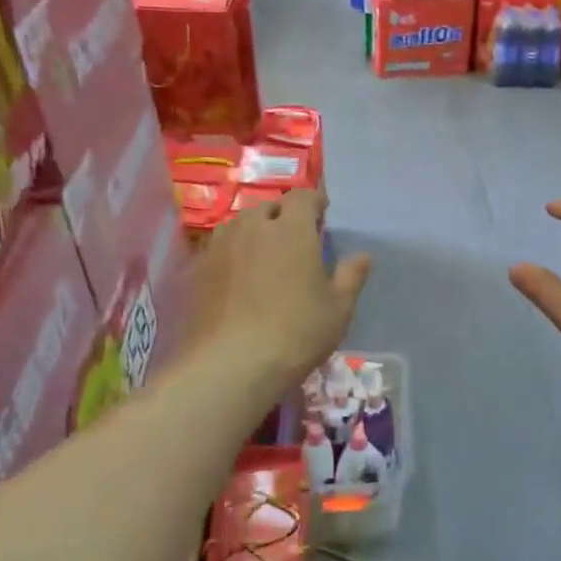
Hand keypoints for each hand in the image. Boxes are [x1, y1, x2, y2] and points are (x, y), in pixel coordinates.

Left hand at [187, 189, 370, 389]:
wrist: (233, 363)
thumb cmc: (298, 332)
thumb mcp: (339, 308)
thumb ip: (351, 276)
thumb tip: (362, 256)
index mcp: (292, 228)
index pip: (303, 196)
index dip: (314, 202)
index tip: (322, 216)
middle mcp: (253, 226)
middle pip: (269, 207)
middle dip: (284, 216)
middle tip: (296, 240)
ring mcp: (220, 246)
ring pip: (240, 225)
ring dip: (255, 232)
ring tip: (265, 256)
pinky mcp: (198, 269)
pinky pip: (220, 249)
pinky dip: (233, 254)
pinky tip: (239, 279)